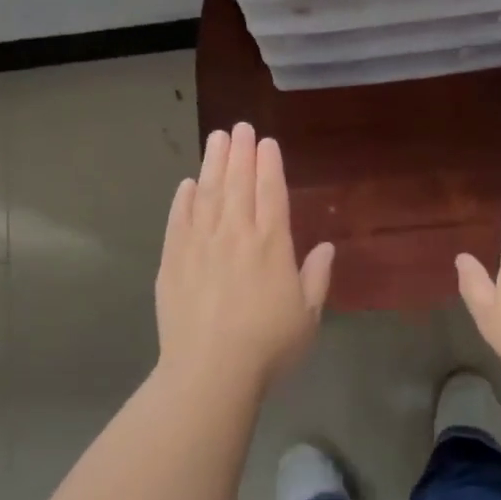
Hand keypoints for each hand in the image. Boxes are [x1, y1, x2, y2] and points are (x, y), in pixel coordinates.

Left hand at [155, 123, 334, 392]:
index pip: (271, 193)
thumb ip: (316, 278)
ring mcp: (201, 245)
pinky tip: (187, 184)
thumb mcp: (307, 317)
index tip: (267, 143)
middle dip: (241, 153)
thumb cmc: (268, 347)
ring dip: (213, 164)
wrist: (210, 372)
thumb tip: (327, 247)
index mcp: (272, 245)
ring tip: (216, 139)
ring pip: (208, 194)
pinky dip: (183, 200)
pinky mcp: (173, 261)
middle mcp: (236, 235)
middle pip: (238, 184)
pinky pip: (178, 221)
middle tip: (240, 127)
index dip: (269, 165)